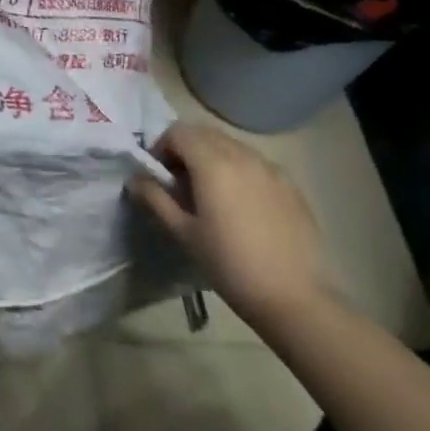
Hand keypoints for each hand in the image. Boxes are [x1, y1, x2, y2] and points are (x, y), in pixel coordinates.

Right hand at [130, 122, 335, 332]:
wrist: (295, 298)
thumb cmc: (230, 265)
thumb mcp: (184, 233)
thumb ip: (155, 199)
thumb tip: (134, 178)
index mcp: (213, 163)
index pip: (178, 132)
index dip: (161, 147)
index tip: (160, 176)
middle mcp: (242, 155)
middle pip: (204, 133)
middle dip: (186, 149)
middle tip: (180, 184)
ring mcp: (270, 168)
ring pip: (231, 145)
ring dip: (212, 157)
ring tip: (211, 195)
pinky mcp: (290, 185)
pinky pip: (255, 163)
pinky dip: (239, 170)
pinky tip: (242, 206)